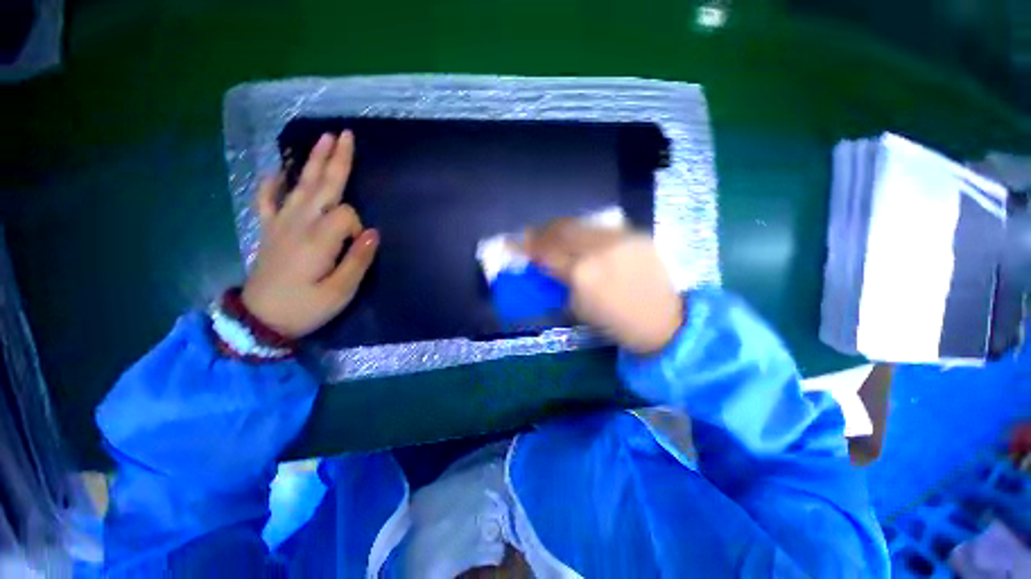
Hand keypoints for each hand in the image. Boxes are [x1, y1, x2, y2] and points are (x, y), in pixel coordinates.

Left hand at [242, 131, 378, 338]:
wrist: (260, 319)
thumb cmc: (305, 307)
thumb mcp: (341, 291)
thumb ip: (358, 259)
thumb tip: (373, 233)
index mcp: (318, 239)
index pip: (347, 215)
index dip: (359, 228)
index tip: (360, 247)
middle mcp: (298, 223)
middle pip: (322, 186)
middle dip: (336, 160)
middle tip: (345, 134)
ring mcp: (280, 224)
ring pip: (300, 186)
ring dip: (312, 161)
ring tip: (323, 139)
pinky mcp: (269, 230)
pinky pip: (267, 200)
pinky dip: (271, 184)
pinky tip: (277, 171)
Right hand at [524, 219, 682, 353]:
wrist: (663, 322)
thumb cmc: (616, 323)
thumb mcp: (578, 308)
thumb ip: (560, 281)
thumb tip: (545, 264)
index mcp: (581, 274)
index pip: (546, 252)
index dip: (525, 245)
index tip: (511, 242)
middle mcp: (599, 249)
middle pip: (562, 229)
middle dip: (542, 230)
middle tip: (532, 235)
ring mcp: (620, 238)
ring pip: (581, 223)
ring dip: (562, 228)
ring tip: (554, 233)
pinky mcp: (637, 234)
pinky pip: (602, 227)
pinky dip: (585, 231)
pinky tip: (581, 238)